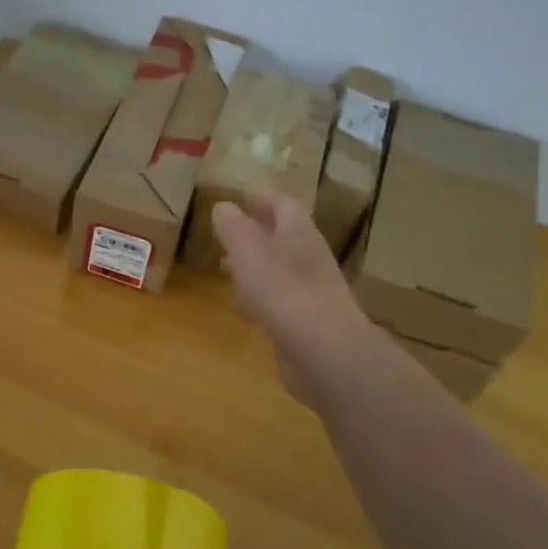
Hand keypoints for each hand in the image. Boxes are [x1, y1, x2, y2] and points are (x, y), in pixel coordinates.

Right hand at [211, 192, 383, 402]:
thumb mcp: (248, 250)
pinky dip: (257, 300)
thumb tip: (223, 206)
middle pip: (281, 237)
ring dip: (252, 267)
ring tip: (225, 268)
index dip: (261, 197)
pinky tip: (241, 309)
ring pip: (277, 271)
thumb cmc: (282, 290)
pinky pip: (276, 302)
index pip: (282, 204)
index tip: (240, 196)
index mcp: (299, 233)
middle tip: (225, 234)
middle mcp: (308, 258)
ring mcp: (309, 292)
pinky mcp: (304, 323)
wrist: (324, 352)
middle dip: (254, 234)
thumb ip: (233, 226)